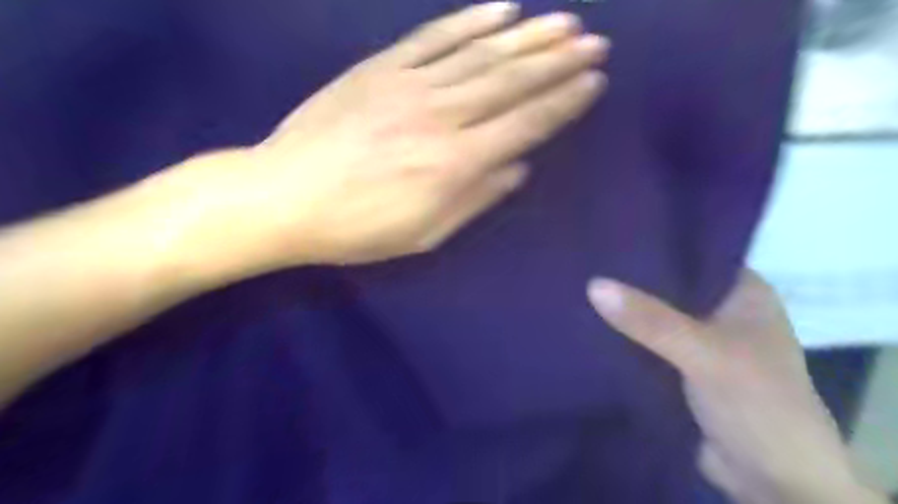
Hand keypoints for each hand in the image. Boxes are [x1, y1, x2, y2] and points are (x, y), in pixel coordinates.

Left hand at [175, 3, 605, 271]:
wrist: (284, 196)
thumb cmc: (358, 227)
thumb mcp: (424, 234)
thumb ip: (475, 198)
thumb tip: (517, 167)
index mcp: (456, 164)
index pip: (524, 124)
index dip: (562, 102)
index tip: (593, 82)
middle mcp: (442, 117)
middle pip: (511, 81)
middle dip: (558, 61)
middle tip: (594, 42)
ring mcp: (409, 85)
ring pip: (480, 54)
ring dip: (527, 36)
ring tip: (563, 23)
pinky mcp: (380, 68)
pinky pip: (434, 38)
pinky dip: (470, 22)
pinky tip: (500, 10)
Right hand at [588, 271, 885, 502]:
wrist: (772, 482)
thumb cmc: (758, 405)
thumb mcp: (706, 354)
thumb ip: (651, 320)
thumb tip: (593, 284)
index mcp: (742, 292)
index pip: (692, 254)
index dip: (653, 244)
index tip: (609, 236)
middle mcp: (719, 310)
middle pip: (666, 285)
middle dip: (629, 278)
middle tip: (585, 259)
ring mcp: (698, 340)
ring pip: (652, 315)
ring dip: (623, 309)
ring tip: (578, 284)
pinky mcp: (678, 366)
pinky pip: (644, 342)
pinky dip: (621, 336)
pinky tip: (588, 322)